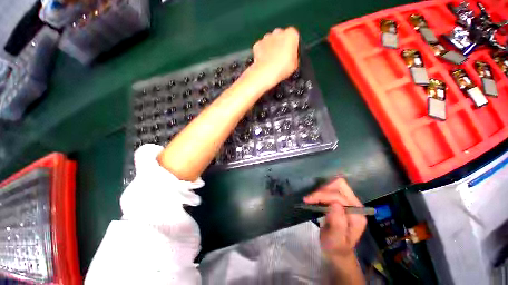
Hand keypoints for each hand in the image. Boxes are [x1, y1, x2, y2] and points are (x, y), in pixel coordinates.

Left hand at [251, 27, 299, 88]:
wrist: (266, 73)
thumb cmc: (282, 68)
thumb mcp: (295, 65)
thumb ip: (294, 57)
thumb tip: (291, 59)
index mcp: (291, 34)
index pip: (294, 37)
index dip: (292, 47)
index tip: (291, 56)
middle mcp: (278, 32)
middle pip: (281, 37)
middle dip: (281, 46)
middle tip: (281, 60)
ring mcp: (266, 37)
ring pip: (270, 41)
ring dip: (271, 49)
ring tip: (272, 62)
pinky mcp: (257, 44)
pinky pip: (261, 47)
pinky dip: (262, 53)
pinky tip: (264, 62)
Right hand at [303, 178, 366, 259]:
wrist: (338, 251)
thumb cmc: (335, 247)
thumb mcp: (335, 240)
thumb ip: (338, 224)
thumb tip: (334, 204)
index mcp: (357, 216)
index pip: (339, 196)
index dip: (322, 195)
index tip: (308, 200)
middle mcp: (356, 206)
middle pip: (341, 185)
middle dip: (323, 188)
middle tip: (312, 197)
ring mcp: (351, 201)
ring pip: (337, 184)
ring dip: (323, 188)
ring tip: (313, 198)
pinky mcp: (344, 200)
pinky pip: (334, 188)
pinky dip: (324, 190)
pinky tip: (317, 197)